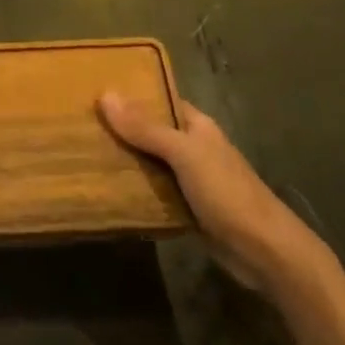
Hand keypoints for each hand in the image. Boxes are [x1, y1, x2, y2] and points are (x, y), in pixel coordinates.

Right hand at [98, 91, 324, 295]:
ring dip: (124, 161)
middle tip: (78, 124)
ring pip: (149, 163)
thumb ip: (146, 127)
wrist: (265, 252)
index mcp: (197, 126)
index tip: (94, 92)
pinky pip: (153, 192)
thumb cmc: (227, 192)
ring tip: (82, 153)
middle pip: (151, 132)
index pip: (160, 100)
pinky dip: (134, 190)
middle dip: (120, 129)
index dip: (131, 95)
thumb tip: (105, 94)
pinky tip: (106, 189)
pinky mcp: (186, 208)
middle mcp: (193, 148)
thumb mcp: (184, 154)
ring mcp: (190, 180)